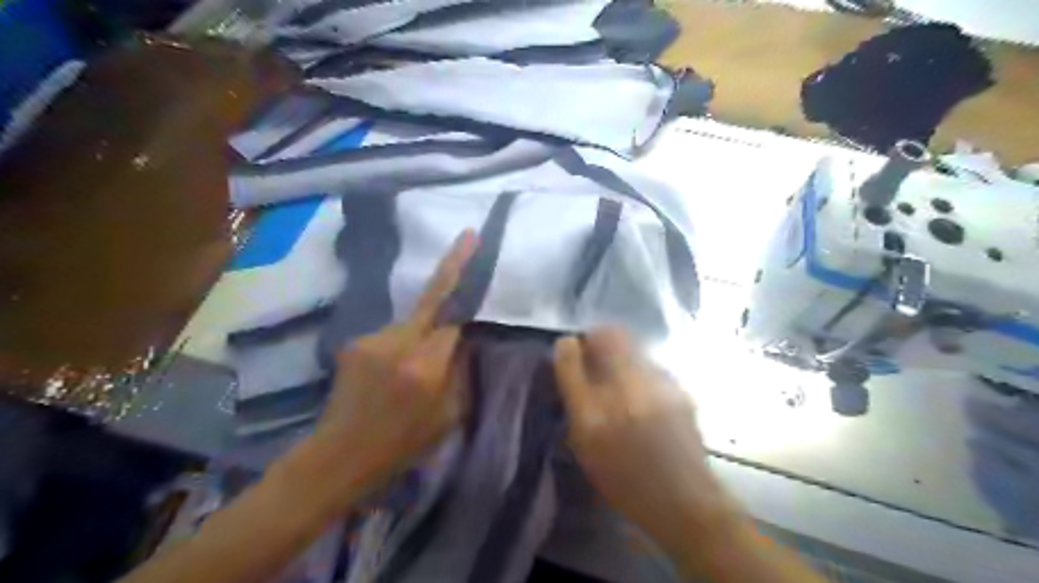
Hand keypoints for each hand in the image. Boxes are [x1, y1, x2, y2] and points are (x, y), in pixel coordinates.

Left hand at [311, 231, 475, 497]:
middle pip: (430, 299)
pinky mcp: (355, 342)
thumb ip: (461, 372)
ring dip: (424, 329)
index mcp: (424, 367)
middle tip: (468, 238)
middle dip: (451, 267)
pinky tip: (396, 367)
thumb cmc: (401, 445)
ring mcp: (370, 340)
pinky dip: (404, 342)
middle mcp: (396, 343)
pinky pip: (393, 333)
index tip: (474, 243)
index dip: (465, 280)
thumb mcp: (448, 417)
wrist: (338, 456)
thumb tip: (466, 338)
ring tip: (421, 359)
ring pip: (411, 320)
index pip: (452, 315)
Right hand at [555, 330, 733, 551]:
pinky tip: (643, 390)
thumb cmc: (624, 481)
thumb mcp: (585, 448)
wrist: (683, 500)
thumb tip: (570, 364)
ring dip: (620, 351)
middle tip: (594, 349)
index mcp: (593, 415)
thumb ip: (575, 403)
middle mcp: (625, 393)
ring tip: (620, 373)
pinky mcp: (679, 388)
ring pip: (634, 346)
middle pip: (609, 337)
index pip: (571, 359)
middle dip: (597, 336)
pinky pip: (651, 364)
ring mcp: (657, 387)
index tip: (569, 346)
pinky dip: (640, 369)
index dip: (567, 347)